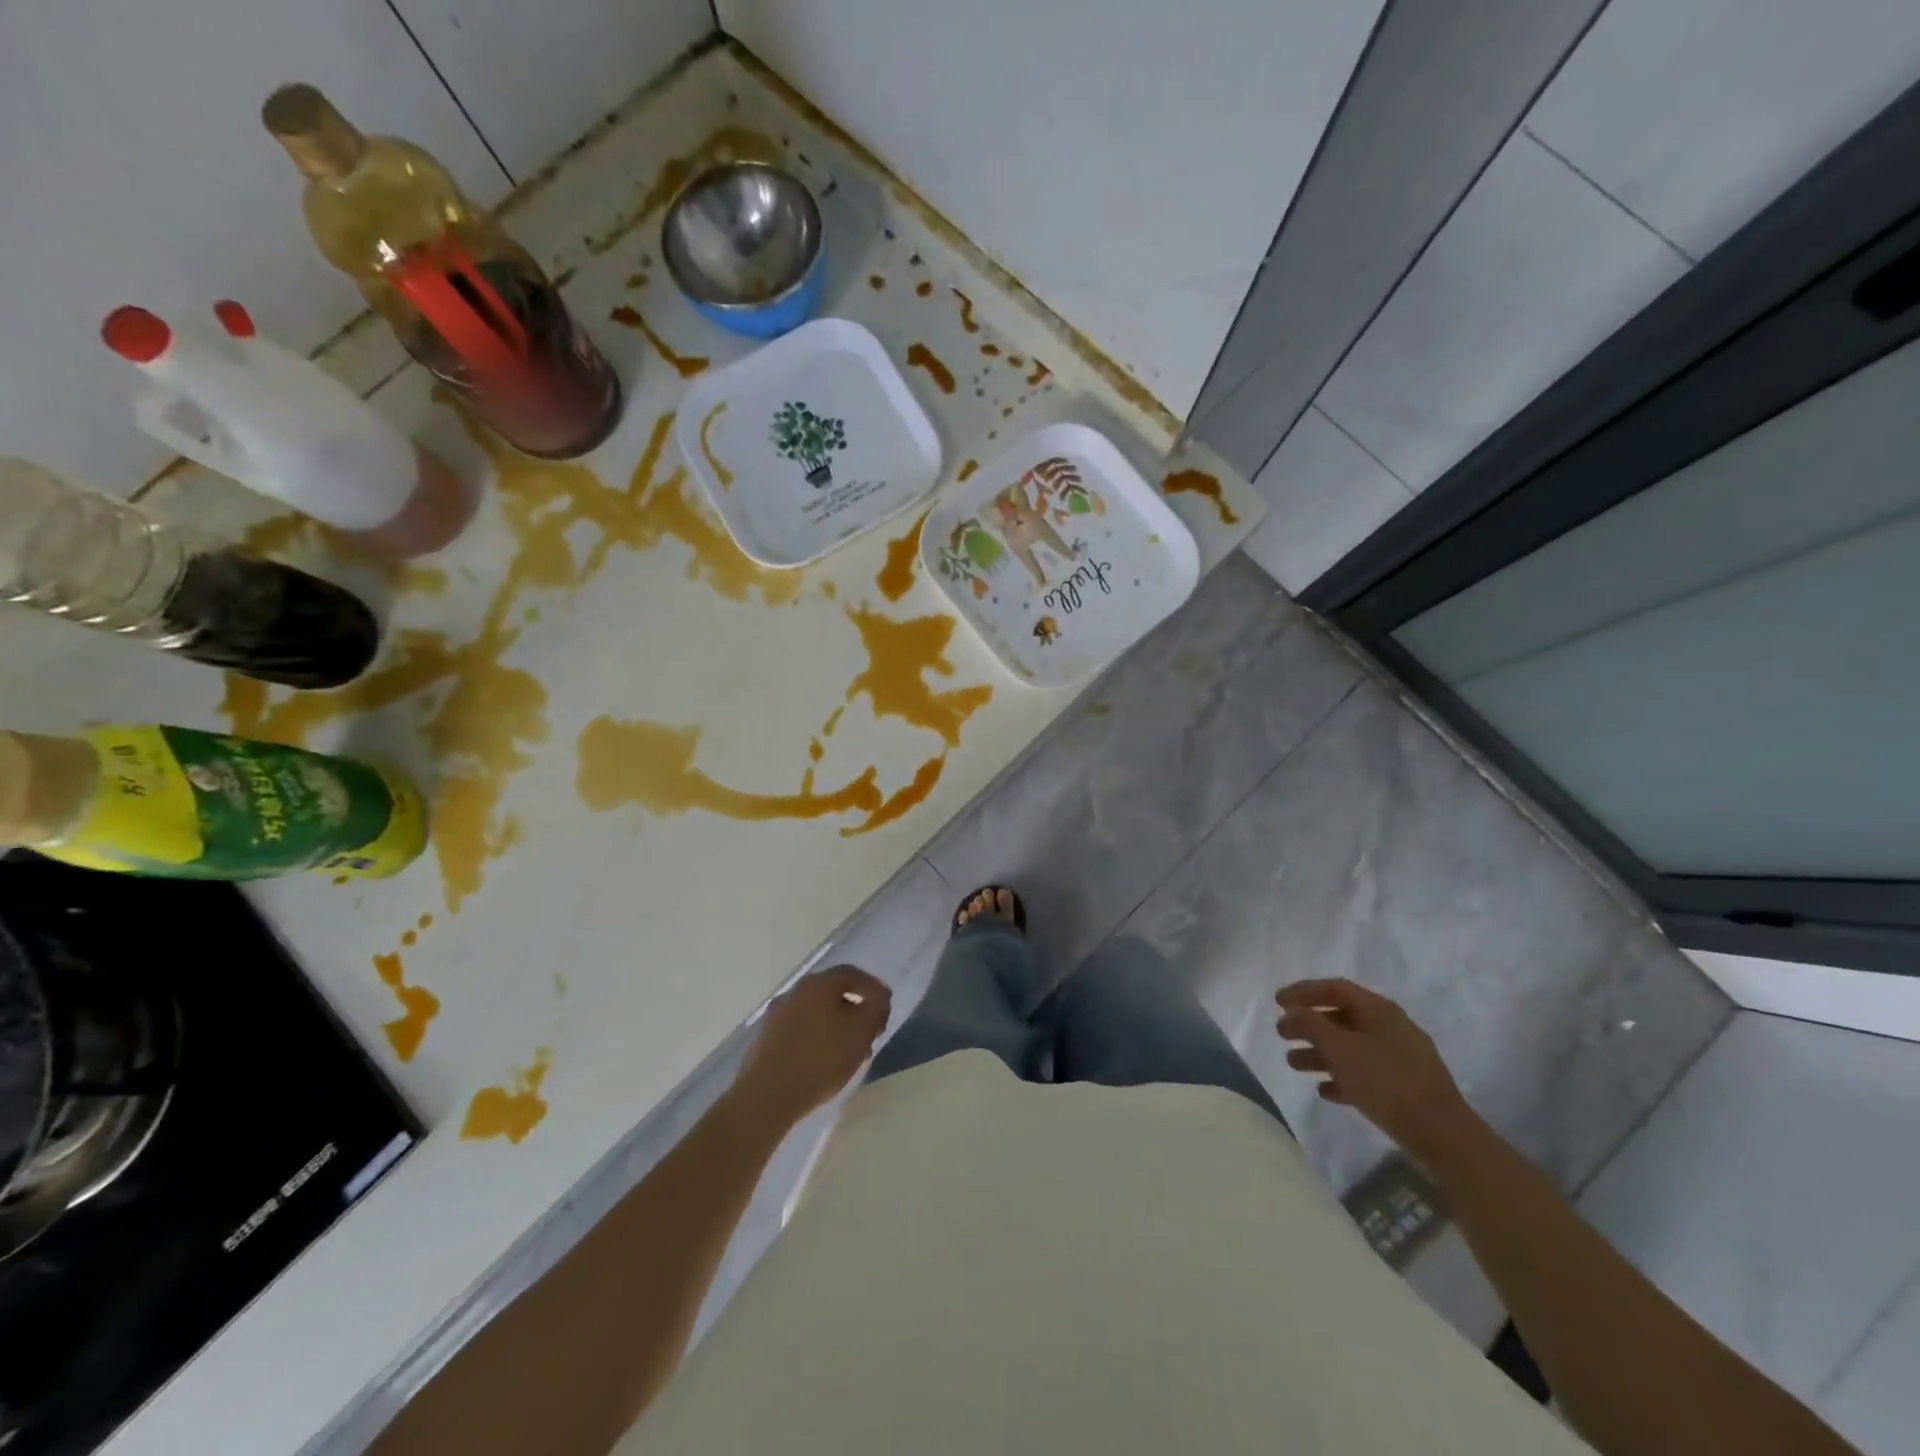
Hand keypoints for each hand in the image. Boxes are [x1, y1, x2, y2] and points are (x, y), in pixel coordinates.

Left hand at [734, 965, 891, 1123]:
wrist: (766, 1096)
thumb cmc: (820, 1059)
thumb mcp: (861, 1032)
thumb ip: (876, 1009)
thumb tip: (878, 998)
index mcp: (818, 984)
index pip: (852, 974)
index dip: (873, 987)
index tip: (886, 1006)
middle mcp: (795, 991)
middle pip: (832, 993)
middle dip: (855, 1009)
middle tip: (870, 1031)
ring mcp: (776, 1015)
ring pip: (816, 1013)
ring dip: (836, 1026)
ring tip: (850, 1052)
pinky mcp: (765, 1039)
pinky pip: (800, 1030)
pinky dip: (817, 1038)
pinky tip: (824, 1062)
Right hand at [1274, 978, 1475, 1165]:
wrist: (1442, 1135)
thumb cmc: (1386, 1081)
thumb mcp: (1340, 1048)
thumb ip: (1310, 1025)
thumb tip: (1291, 1013)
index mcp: (1380, 1010)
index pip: (1335, 988)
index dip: (1303, 991)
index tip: (1277, 1002)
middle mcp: (1391, 1028)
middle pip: (1341, 1018)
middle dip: (1308, 1025)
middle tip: (1281, 1034)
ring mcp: (1400, 1059)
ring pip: (1351, 1048)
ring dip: (1320, 1053)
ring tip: (1293, 1064)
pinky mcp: (1405, 1088)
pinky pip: (1365, 1074)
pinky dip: (1341, 1077)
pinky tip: (1324, 1090)